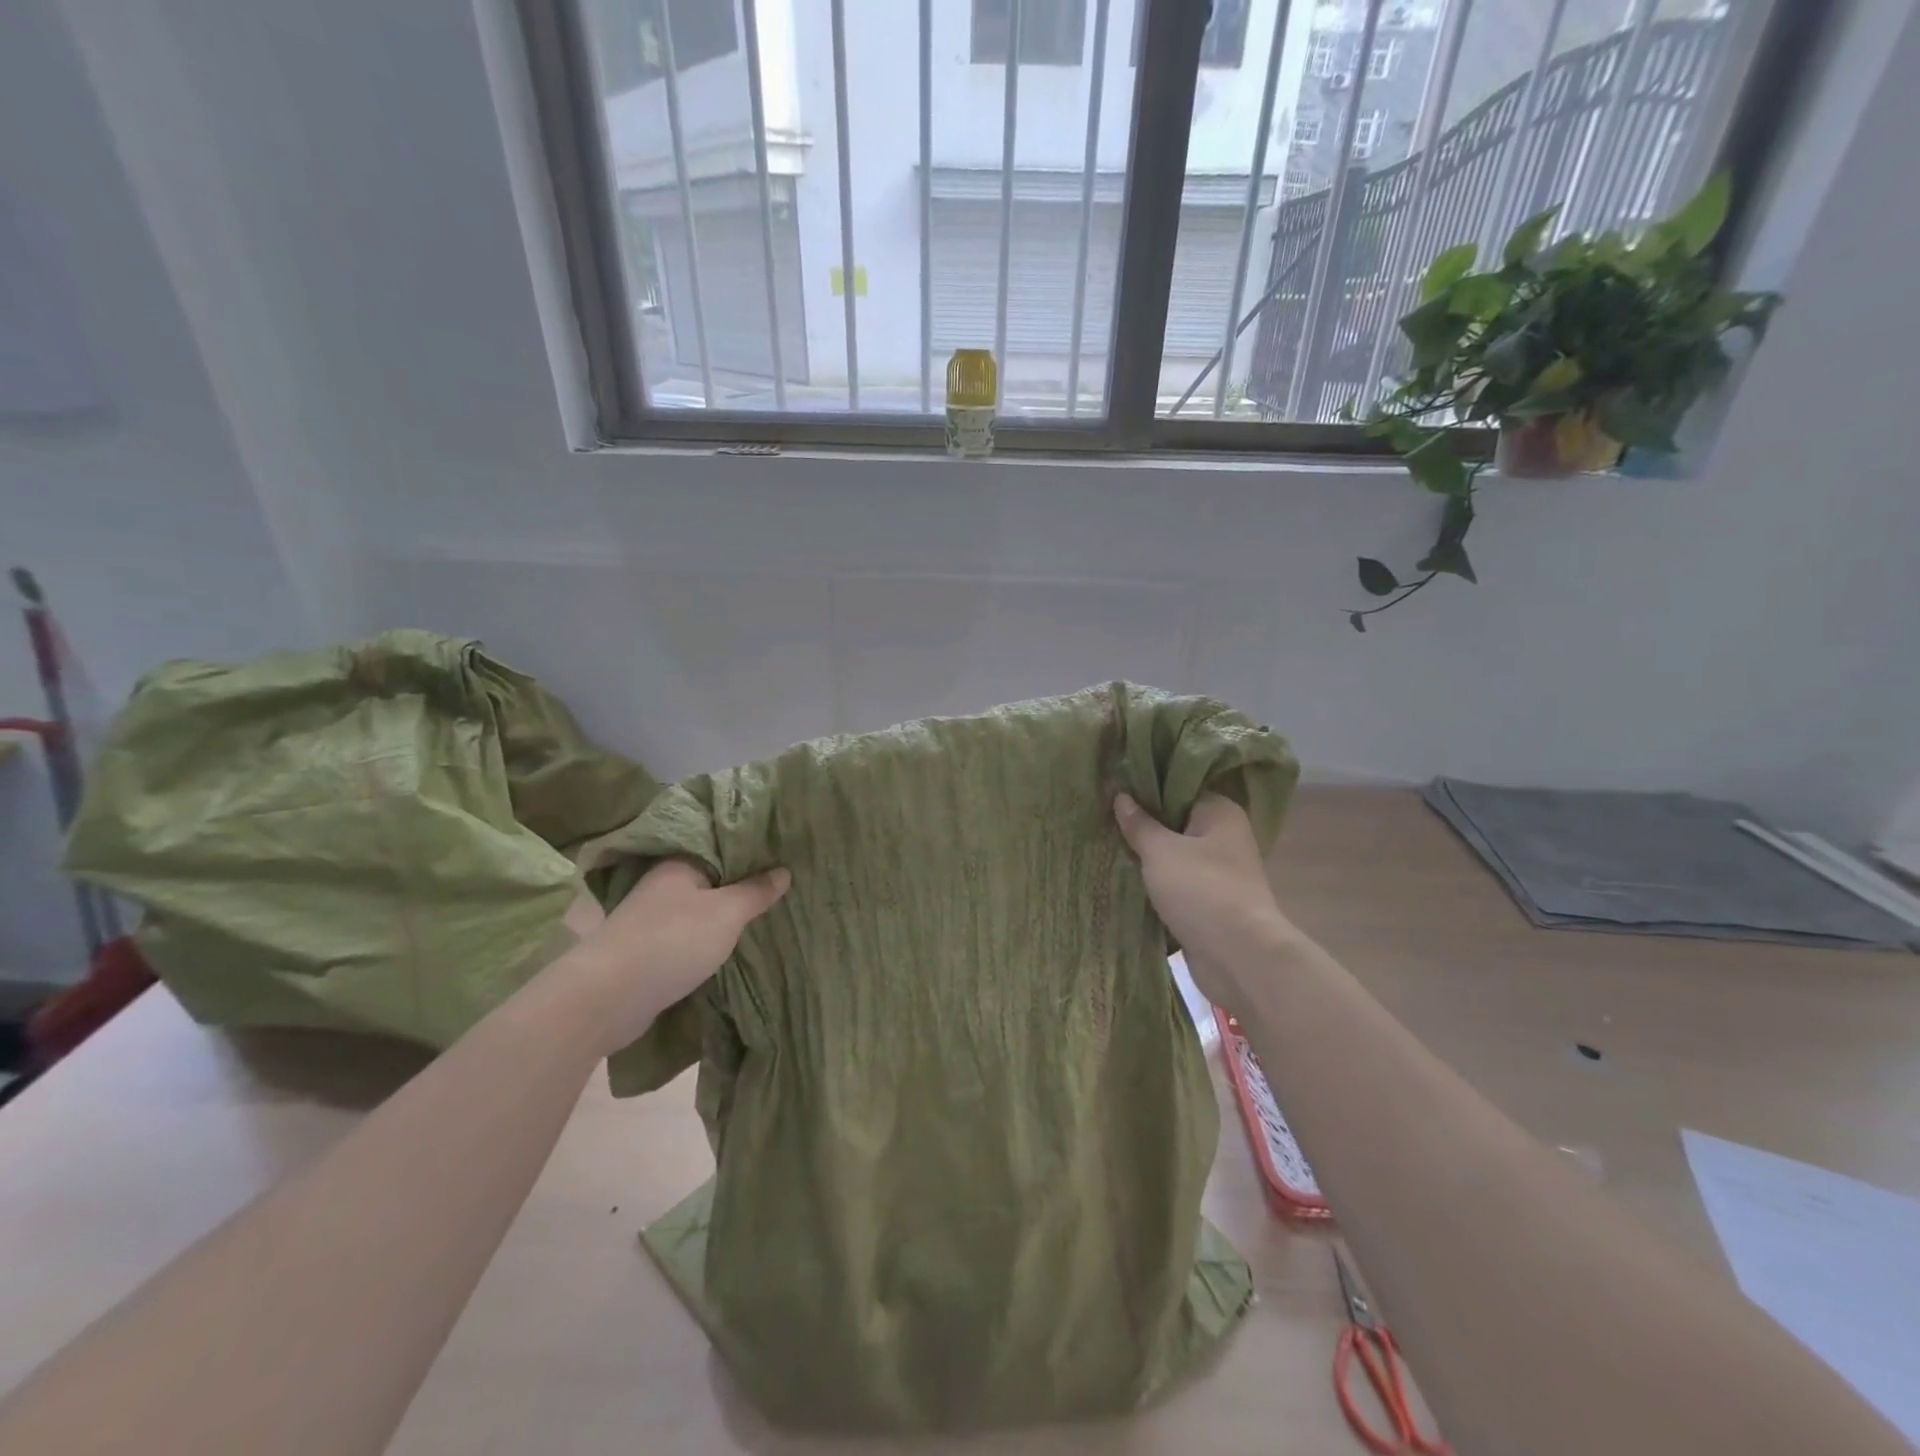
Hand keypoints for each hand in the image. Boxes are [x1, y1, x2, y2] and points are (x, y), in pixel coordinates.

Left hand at [560, 860, 790, 1056]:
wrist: (606, 998)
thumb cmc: (672, 941)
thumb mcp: (726, 912)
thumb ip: (756, 891)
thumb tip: (784, 870)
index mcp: (679, 863)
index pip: (722, 845)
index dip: (753, 850)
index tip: (785, 855)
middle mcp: (663, 885)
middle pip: (712, 878)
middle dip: (743, 885)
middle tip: (784, 887)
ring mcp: (652, 919)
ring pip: (700, 909)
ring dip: (726, 915)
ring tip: (766, 915)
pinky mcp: (647, 951)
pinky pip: (689, 936)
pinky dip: (709, 939)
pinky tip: (732, 945)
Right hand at [1114, 793, 1294, 1016]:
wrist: (1237, 956)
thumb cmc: (1201, 889)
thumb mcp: (1160, 851)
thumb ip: (1139, 824)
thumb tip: (1121, 796)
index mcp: (1221, 813)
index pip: (1181, 789)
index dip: (1148, 790)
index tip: (1115, 791)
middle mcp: (1225, 838)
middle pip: (1176, 824)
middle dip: (1143, 826)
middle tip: (1104, 820)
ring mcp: (1219, 874)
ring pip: (1174, 858)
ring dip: (1147, 860)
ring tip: (1107, 849)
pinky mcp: (1210, 905)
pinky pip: (1176, 887)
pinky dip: (1155, 887)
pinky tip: (1124, 882)